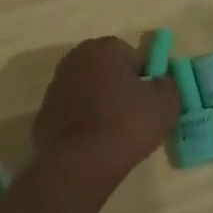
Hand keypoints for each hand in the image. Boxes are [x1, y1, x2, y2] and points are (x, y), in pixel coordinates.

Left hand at [32, 37, 179, 181]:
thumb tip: (162, 82)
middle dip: (121, 88)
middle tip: (136, 116)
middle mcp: (73, 60)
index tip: (150, 101)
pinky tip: (95, 144)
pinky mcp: (44, 116)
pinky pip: (74, 114)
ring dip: (102, 106)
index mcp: (101, 49)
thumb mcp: (166, 103)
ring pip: (89, 92)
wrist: (80, 163)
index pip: (132, 55)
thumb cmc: (126, 124)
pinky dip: (84, 124)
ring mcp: (54, 88)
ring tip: (116, 134)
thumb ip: (169, 85)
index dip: (145, 77)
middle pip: (108, 71)